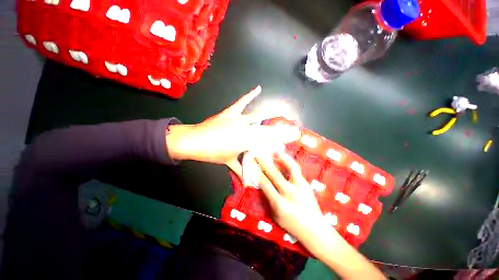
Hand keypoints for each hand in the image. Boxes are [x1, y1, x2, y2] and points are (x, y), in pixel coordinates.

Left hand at [166, 86, 300, 175]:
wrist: (194, 141)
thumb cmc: (212, 153)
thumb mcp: (228, 162)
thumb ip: (241, 170)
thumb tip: (250, 183)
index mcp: (245, 143)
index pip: (266, 143)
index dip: (278, 142)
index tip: (289, 142)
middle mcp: (245, 130)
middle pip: (267, 130)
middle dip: (282, 131)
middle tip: (294, 130)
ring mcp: (238, 119)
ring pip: (258, 116)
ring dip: (272, 114)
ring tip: (284, 112)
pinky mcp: (231, 112)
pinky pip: (241, 102)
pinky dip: (249, 95)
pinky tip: (258, 88)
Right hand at [255, 151, 385, 279]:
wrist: (315, 230)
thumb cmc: (292, 225)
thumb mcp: (275, 215)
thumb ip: (267, 199)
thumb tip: (260, 183)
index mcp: (280, 204)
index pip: (265, 184)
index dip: (257, 173)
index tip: (251, 164)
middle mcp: (290, 193)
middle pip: (274, 174)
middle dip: (264, 162)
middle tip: (258, 154)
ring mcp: (301, 187)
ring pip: (290, 167)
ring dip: (280, 157)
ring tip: (274, 149)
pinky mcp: (306, 184)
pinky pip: (296, 169)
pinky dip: (288, 161)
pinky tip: (283, 157)